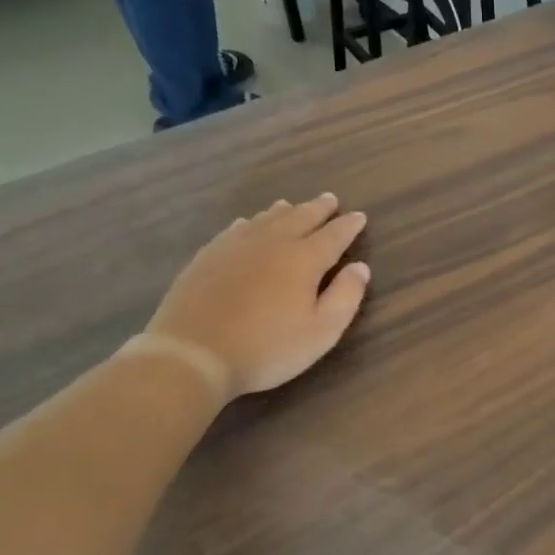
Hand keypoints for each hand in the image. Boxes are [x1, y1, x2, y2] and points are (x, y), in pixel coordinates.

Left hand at [145, 194, 369, 399]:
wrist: (193, 354)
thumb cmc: (268, 348)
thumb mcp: (322, 331)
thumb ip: (346, 296)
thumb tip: (360, 267)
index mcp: (304, 259)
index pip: (333, 235)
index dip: (348, 226)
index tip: (360, 216)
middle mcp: (272, 243)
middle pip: (300, 217)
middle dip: (318, 208)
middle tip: (330, 199)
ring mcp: (235, 247)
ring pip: (265, 219)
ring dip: (285, 211)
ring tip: (292, 205)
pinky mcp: (208, 257)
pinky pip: (235, 229)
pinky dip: (249, 222)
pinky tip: (247, 223)